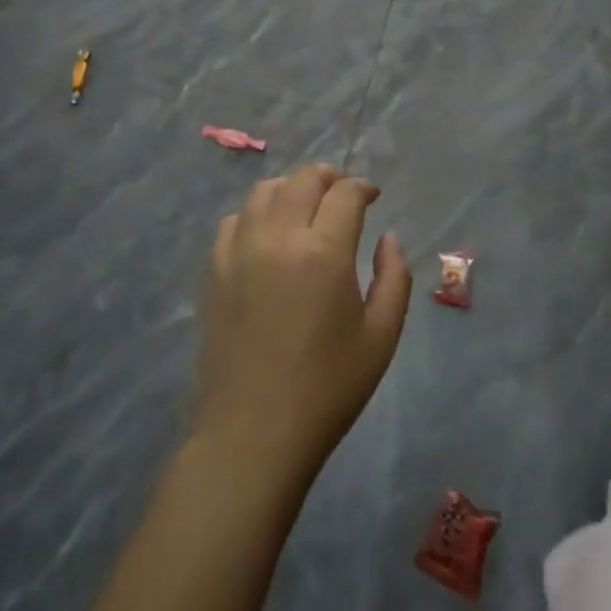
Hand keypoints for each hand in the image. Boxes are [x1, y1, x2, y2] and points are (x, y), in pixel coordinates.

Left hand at [194, 164, 411, 484]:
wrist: (254, 433)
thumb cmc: (328, 388)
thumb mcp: (382, 336)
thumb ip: (394, 277)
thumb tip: (388, 238)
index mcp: (324, 252)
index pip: (345, 193)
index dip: (363, 187)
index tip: (372, 197)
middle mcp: (279, 238)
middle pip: (303, 179)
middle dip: (329, 177)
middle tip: (343, 194)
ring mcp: (240, 251)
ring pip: (264, 191)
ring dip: (291, 189)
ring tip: (306, 208)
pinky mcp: (215, 271)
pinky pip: (235, 220)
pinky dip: (256, 214)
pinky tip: (268, 235)